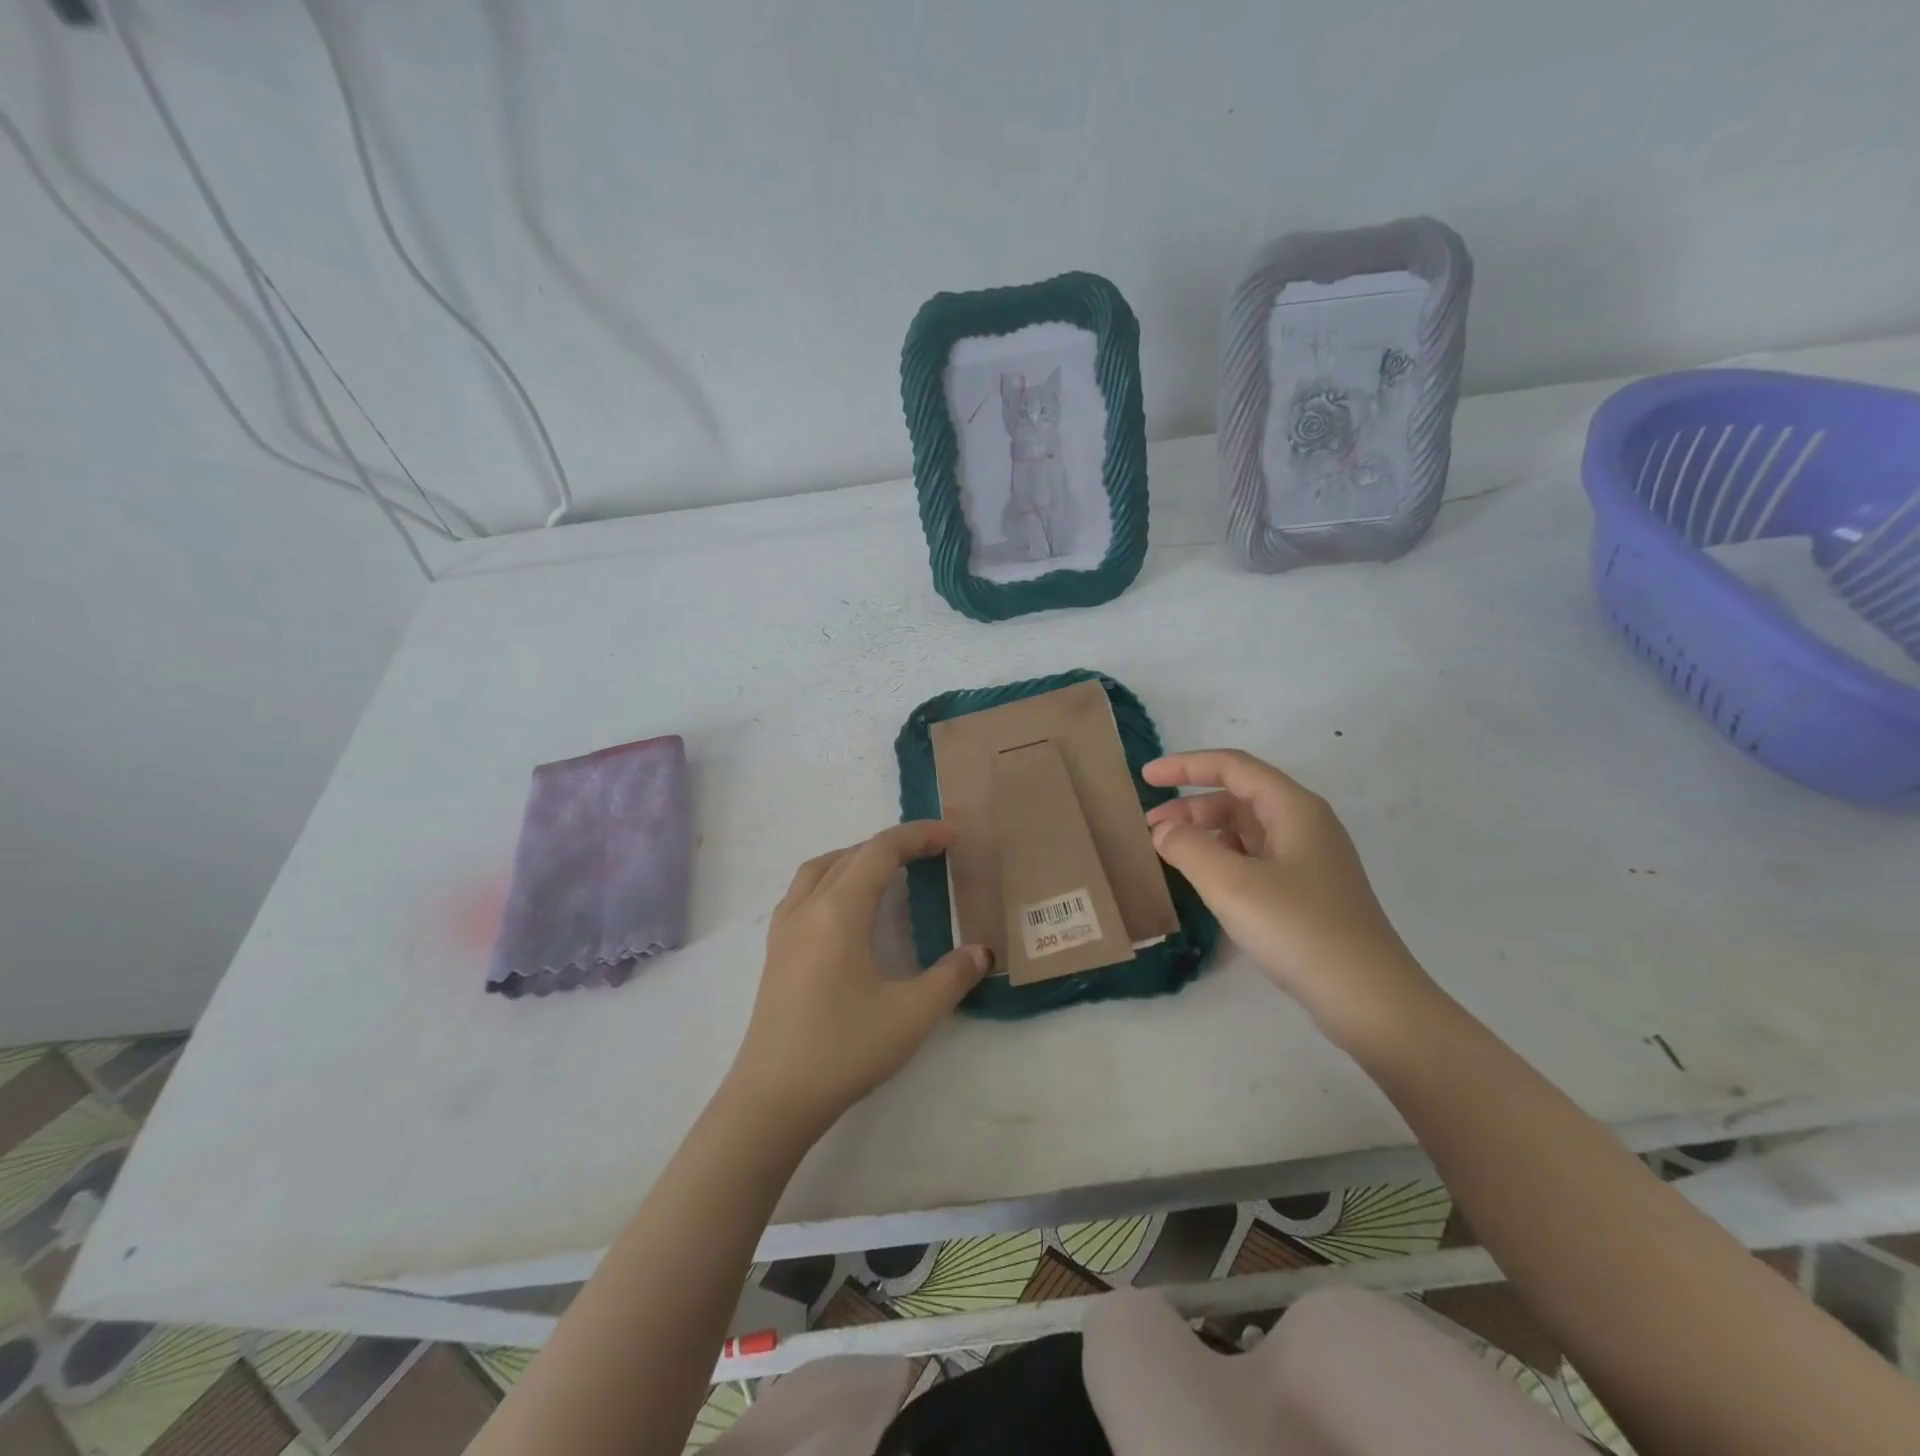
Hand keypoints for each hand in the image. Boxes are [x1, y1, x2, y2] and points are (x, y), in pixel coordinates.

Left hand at [726, 821, 990, 1139]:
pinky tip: (847, 908)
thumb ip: (951, 977)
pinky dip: (832, 878)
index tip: (952, 836)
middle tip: (933, 852)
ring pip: (821, 868)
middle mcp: (807, 908)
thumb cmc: (843, 1050)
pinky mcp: (775, 951)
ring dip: (858, 857)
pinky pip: (804, 891)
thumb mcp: (911, 1016)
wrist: (773, 1099)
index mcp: (838, 912)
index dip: (918, 836)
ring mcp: (784, 929)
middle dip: (894, 845)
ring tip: (889, 870)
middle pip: (852, 854)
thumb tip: (981, 952)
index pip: (880, 851)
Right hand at [1143, 750, 1433, 1045]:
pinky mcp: (1308, 892)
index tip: (1146, 777)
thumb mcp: (1231, 884)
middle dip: (1190, 806)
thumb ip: (1188, 847)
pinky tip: (1205, 882)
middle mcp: (1305, 825)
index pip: (1232, 767)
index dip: (1185, 765)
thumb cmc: (1299, 929)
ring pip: (1246, 830)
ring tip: (1170, 855)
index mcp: (1293, 808)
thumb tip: (1165, 831)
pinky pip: (1256, 858)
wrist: (1370, 999)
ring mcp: (1310, 860)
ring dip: (1205, 834)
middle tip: (1149, 830)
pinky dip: (1223, 859)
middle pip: (1238, 797)